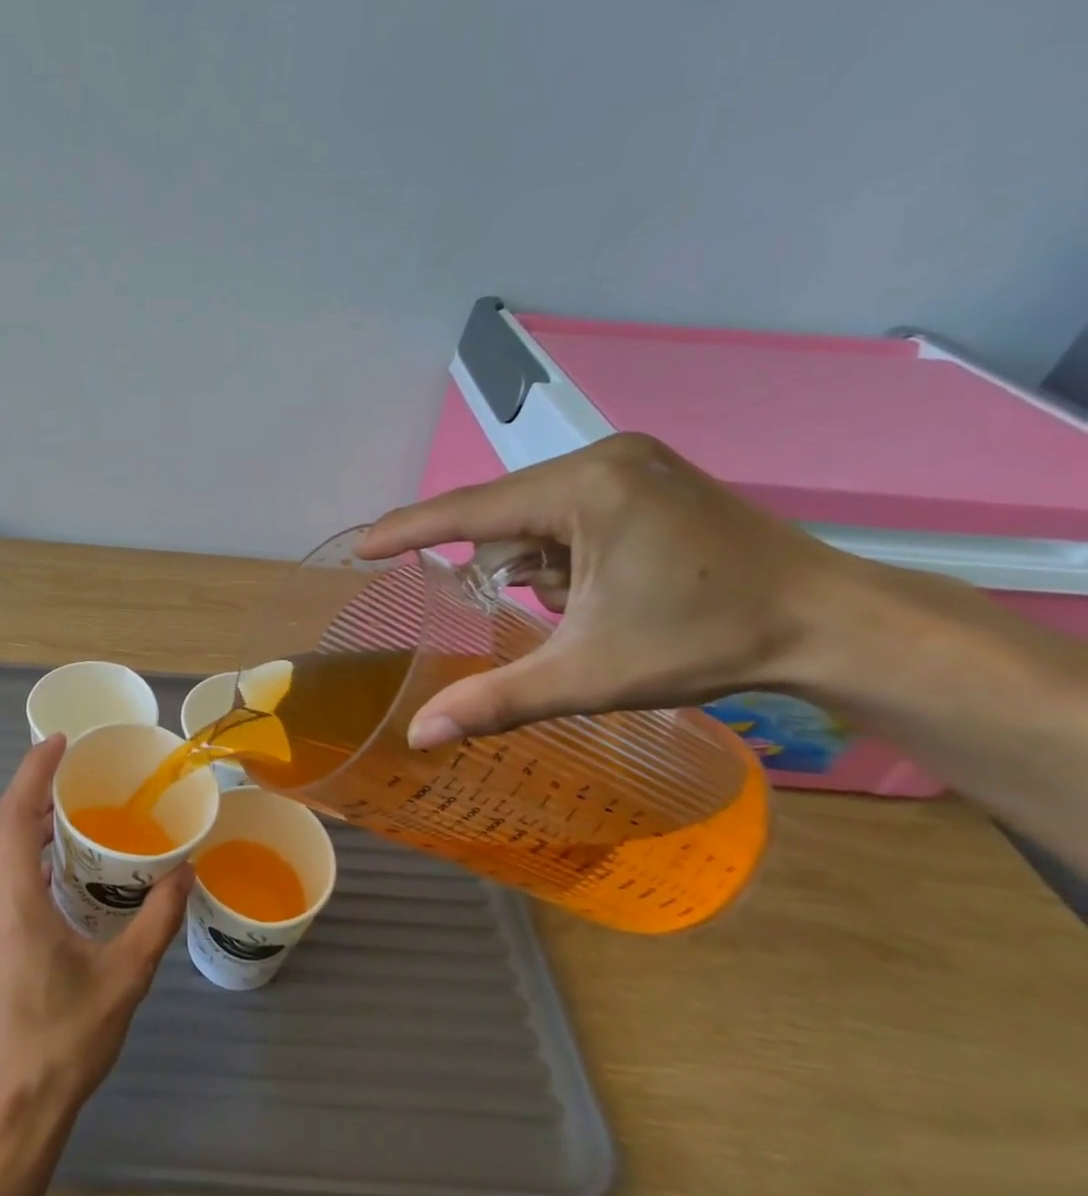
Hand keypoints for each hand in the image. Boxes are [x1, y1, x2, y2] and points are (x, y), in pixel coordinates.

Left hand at [0, 734, 191, 1135]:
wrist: (5, 1114)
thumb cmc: (63, 1042)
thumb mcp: (123, 979)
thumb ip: (156, 920)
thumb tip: (185, 874)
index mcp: (11, 902)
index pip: (13, 815)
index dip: (33, 772)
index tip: (58, 742)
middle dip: (28, 789)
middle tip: (69, 769)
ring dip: (19, 821)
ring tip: (62, 809)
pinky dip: (13, 852)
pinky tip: (48, 865)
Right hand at [358, 433, 851, 746]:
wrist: (834, 624)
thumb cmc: (706, 642)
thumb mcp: (589, 675)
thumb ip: (495, 700)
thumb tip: (418, 737)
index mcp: (584, 489)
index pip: (471, 511)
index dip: (408, 530)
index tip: (361, 547)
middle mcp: (602, 458)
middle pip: (505, 513)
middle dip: (498, 564)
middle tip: (521, 612)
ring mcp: (630, 462)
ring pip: (536, 514)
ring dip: (533, 562)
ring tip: (580, 608)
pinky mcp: (647, 476)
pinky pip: (568, 510)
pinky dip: (560, 551)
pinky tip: (596, 587)